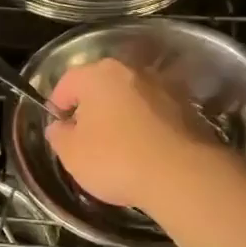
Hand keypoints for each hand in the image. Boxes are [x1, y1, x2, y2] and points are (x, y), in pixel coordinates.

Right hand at [45, 58, 217, 212]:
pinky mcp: (188, 107)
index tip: (59, 129)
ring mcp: (163, 86)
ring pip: (131, 98)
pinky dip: (146, 126)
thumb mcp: (71, 154)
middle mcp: (132, 71)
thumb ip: (58, 135)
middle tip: (86, 139)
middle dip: (91, 109)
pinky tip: (145, 152)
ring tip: (118, 148)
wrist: (183, 175)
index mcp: (98, 74)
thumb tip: (60, 127)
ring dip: (121, 116)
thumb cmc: (116, 159)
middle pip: (101, 86)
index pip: (67, 82)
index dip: (57, 106)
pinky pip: (155, 113)